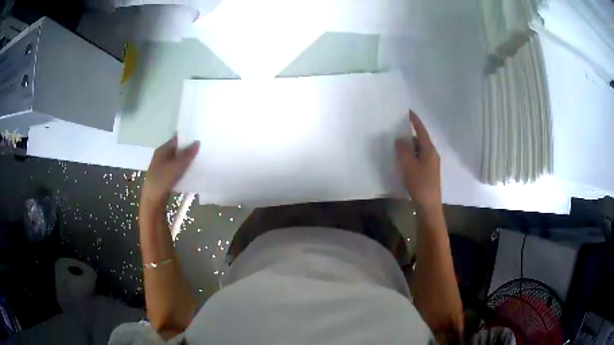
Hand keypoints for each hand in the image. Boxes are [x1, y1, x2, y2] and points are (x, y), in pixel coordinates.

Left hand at [141, 136, 199, 209]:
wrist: (152, 200)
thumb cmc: (162, 181)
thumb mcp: (176, 167)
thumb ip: (187, 155)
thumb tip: (197, 142)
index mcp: (162, 149)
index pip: (177, 139)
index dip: (187, 138)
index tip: (200, 139)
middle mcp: (161, 156)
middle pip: (177, 149)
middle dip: (188, 150)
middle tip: (202, 150)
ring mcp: (162, 166)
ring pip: (177, 160)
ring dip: (186, 160)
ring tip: (199, 161)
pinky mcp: (165, 176)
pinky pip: (176, 169)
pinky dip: (183, 169)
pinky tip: (191, 172)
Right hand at [395, 111, 440, 209]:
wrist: (429, 206)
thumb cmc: (420, 184)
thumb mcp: (408, 166)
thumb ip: (403, 150)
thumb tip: (399, 139)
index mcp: (429, 150)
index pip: (422, 130)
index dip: (415, 121)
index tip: (407, 111)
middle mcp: (432, 155)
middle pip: (420, 140)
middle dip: (409, 134)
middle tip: (396, 130)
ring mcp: (431, 164)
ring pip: (419, 150)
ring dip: (409, 146)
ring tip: (396, 145)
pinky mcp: (428, 173)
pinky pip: (418, 158)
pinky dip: (411, 156)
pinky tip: (402, 160)